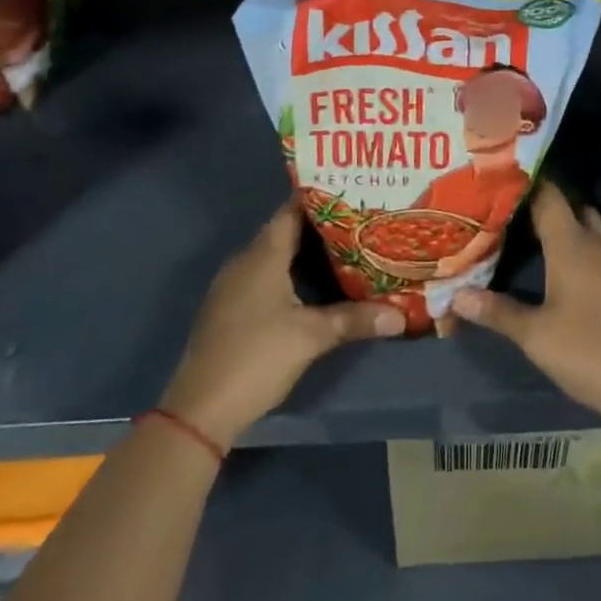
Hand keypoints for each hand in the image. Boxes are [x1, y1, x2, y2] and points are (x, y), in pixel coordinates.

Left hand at [160, 199, 404, 445]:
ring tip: (343, 249)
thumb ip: (355, 320)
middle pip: (284, 231)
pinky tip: (311, 286)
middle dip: (320, 226)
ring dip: (304, 252)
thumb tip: (400, 316)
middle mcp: (245, 261)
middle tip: (358, 221)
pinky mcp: (229, 309)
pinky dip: (288, 273)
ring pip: (273, 256)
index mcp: (262, 255)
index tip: (350, 191)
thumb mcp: (312, 337)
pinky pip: (263, 276)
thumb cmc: (257, 357)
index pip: (292, 210)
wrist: (200, 410)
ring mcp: (233, 286)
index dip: (320, 198)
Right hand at [450, 182, 600, 436]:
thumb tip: (456, 295)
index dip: (525, 182)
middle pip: (568, 205)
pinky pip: (598, 243)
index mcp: (571, 244)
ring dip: (564, 220)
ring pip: (587, 223)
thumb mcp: (535, 336)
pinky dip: (579, 240)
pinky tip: (560, 258)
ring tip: (531, 228)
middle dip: (541, 200)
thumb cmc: (587, 351)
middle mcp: (594, 243)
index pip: (548, 195)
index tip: (497, 179)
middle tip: (508, 206)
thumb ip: (496, 311)